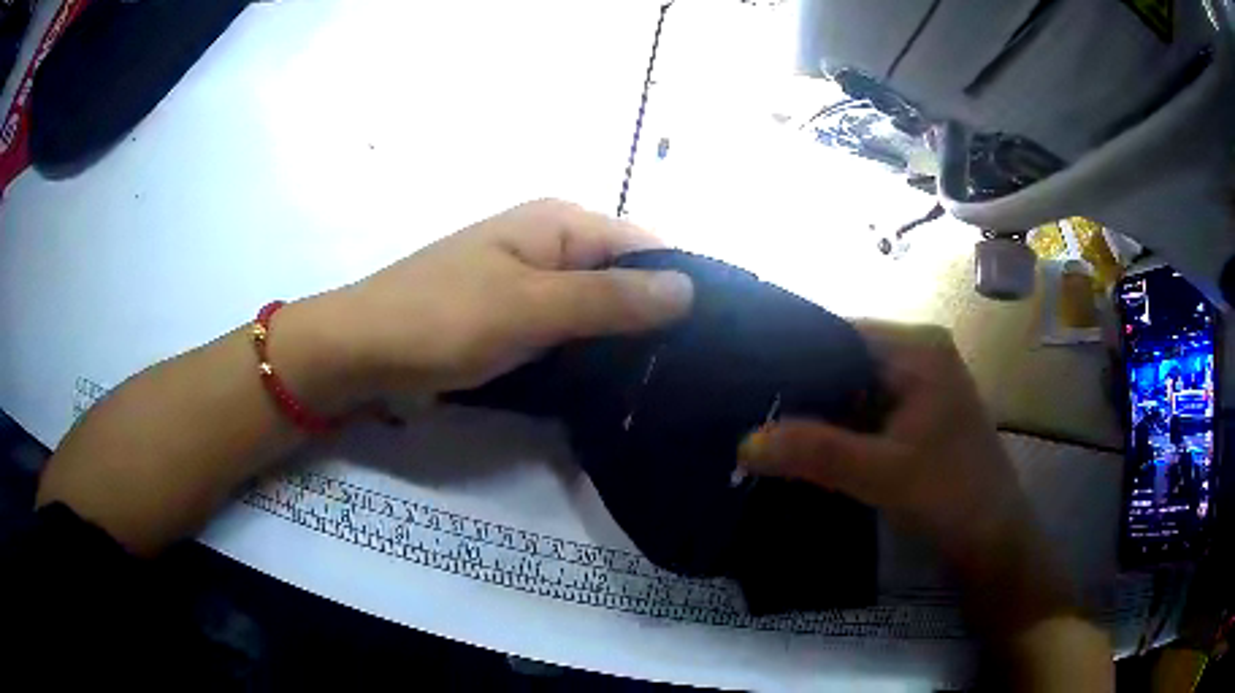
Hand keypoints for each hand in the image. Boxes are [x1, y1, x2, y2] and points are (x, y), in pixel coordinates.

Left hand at [278, 199, 694, 410]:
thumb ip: (611, 298)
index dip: (681, 284)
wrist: (362, 351)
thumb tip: (690, 288)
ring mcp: (529, 281)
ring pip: (597, 305)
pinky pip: (567, 327)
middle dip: (655, 316)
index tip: (714, 337)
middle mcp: (550, 242)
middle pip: (624, 274)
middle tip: (693, 371)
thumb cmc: (442, 319)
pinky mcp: (513, 315)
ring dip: (623, 338)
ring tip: (666, 382)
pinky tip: (612, 382)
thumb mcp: (531, 307)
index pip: (646, 244)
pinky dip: (589, 350)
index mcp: (559, 222)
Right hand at [738, 322, 1084, 637]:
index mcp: (918, 348)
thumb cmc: (952, 496)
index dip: (791, 355)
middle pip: (843, 361)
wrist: (992, 542)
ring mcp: (916, 388)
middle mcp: (918, 356)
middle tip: (746, 411)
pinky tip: (799, 448)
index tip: (744, 381)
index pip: (840, 333)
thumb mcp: (883, 473)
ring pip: (850, 390)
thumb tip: (743, 442)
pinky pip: (862, 414)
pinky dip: (834, 431)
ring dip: (815, 414)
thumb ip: (816, 453)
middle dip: (800, 390)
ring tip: (761, 427)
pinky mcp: (913, 419)